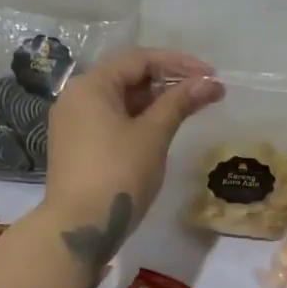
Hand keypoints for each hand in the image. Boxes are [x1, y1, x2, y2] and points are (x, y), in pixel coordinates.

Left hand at [41, 49, 220, 266]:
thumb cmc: (118, 173)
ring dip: (157, 101)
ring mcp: (75, 123)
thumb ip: (180, 102)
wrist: (79, 228)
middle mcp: (77, 97)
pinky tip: (165, 128)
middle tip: (206, 92)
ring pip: (122, 100)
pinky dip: (141, 119)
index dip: (179, 63)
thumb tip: (210, 82)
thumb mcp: (153, 134)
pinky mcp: (79, 146)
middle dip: (170, 81)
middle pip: (129, 77)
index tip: (211, 75)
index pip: (139, 59)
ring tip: (192, 108)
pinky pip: (114, 120)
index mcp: (91, 85)